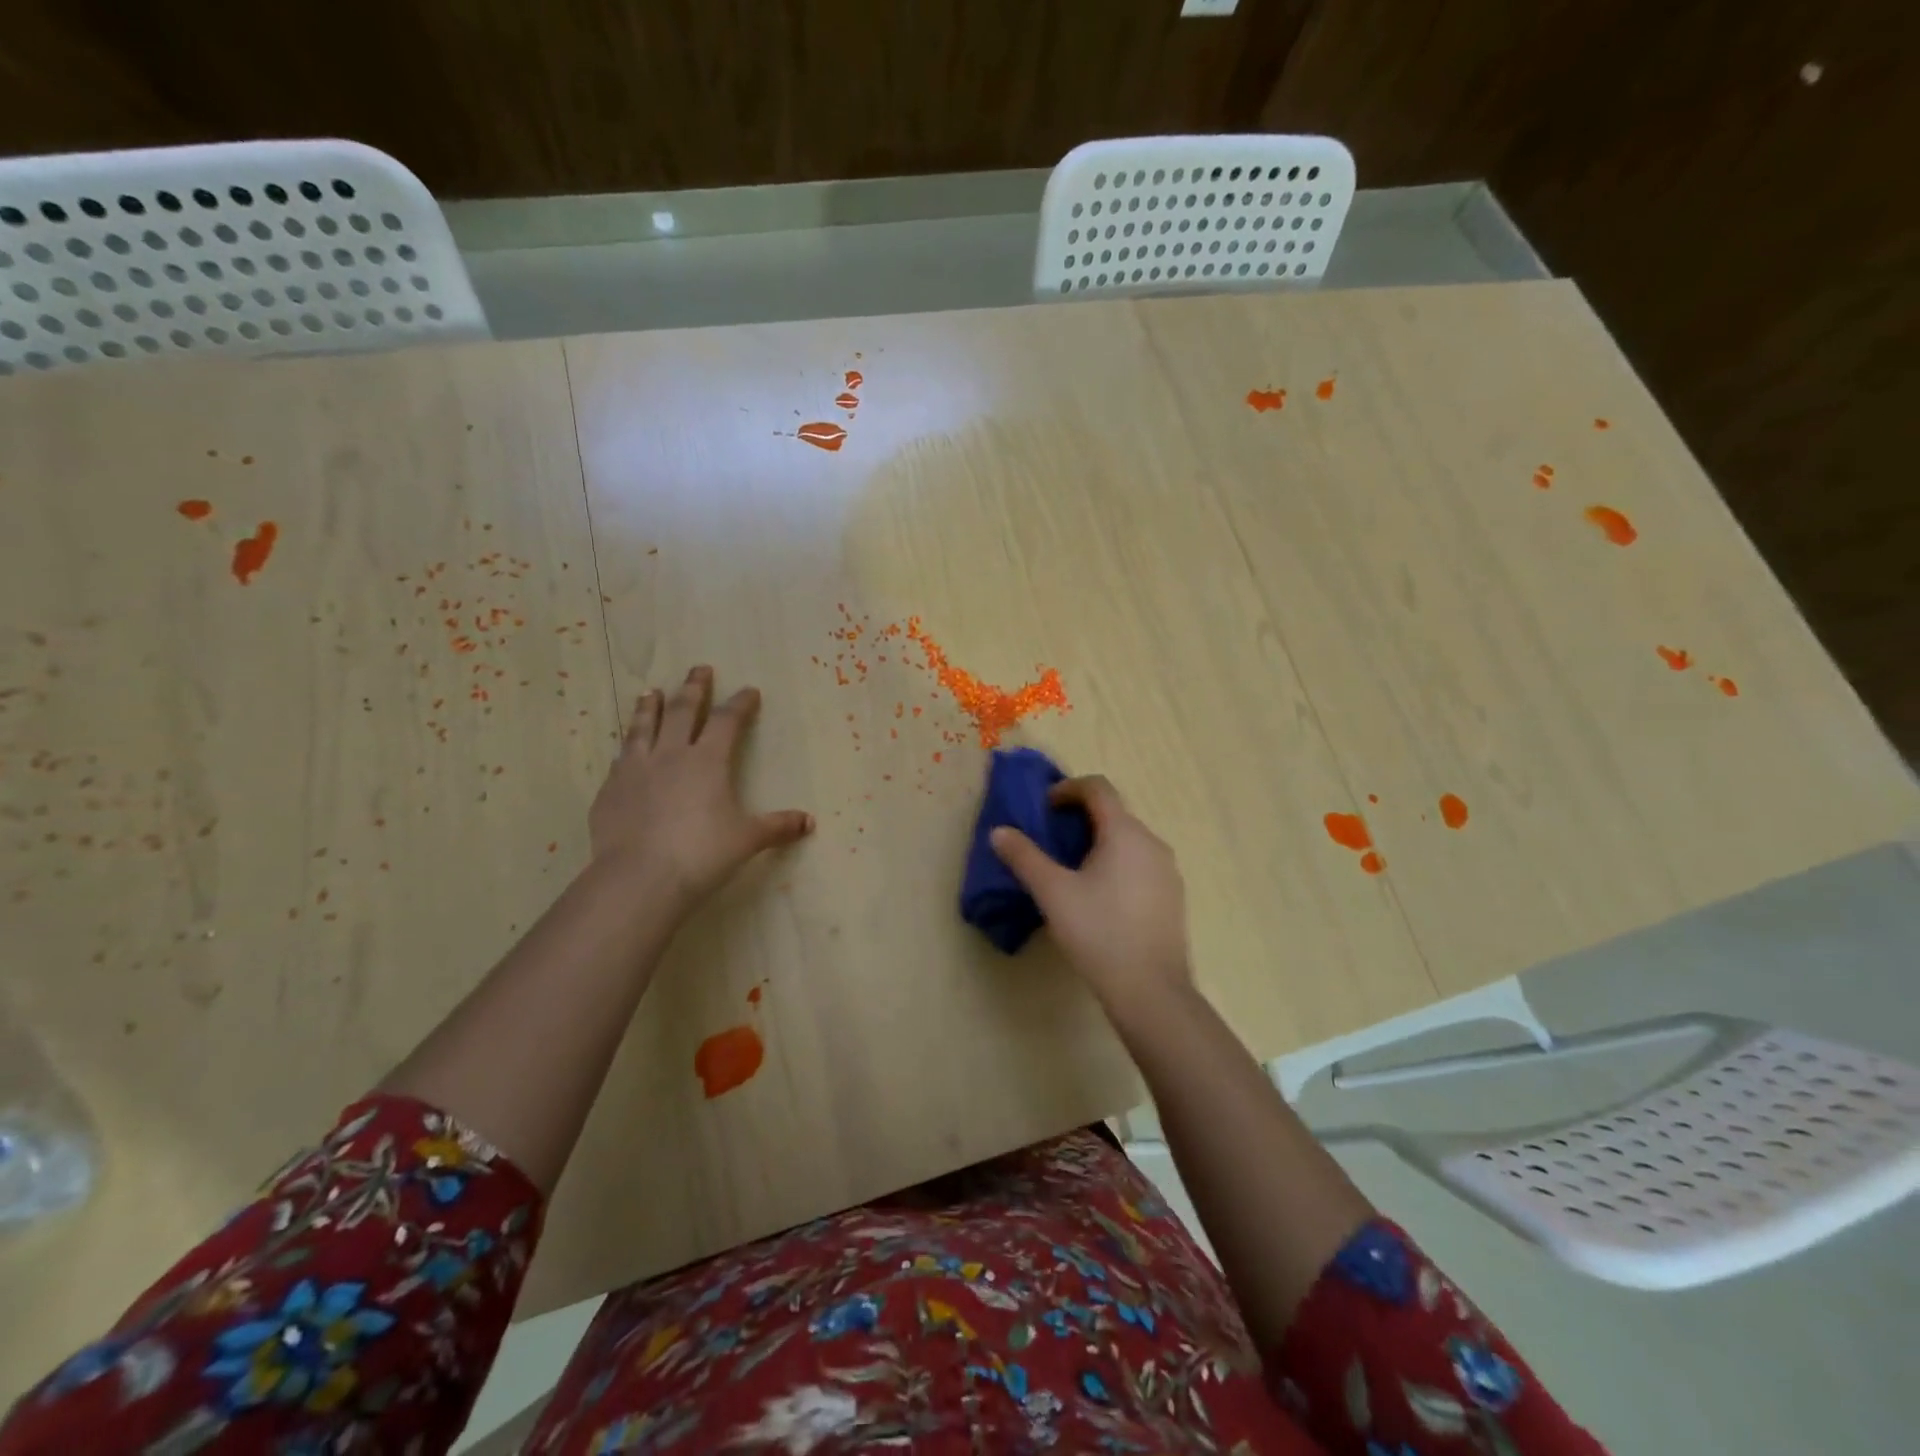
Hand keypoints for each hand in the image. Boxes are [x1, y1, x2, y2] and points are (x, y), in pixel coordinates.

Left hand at [590, 666, 812, 913]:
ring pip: (644, 727)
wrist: (640, 877)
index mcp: (708, 760)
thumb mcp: (748, 839)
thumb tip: (809, 821)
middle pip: (683, 711)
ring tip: (651, 692)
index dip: (740, 704)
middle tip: (698, 669)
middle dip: (693, 688)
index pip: (727, 721)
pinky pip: (620, 759)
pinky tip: (626, 748)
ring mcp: (635, 769)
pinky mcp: (610, 790)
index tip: (749, 690)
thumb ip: (777, 826)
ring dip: (649, 707)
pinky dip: (627, 747)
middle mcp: (671, 755)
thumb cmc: (702, 853)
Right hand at [990, 775, 1192, 1013]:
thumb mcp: (1053, 893)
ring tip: (1071, 869)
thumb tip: (999, 832)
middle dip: (1080, 817)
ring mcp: (1167, 870)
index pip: (1098, 788)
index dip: (1068, 789)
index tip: (1044, 808)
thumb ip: (1024, 857)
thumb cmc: (1099, 933)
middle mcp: (1152, 842)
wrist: (1151, 991)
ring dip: (1098, 841)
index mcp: (1125, 833)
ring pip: (1128, 840)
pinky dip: (1116, 863)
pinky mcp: (1172, 896)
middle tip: (1050, 839)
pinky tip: (1099, 896)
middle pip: (1114, 812)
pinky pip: (1140, 863)